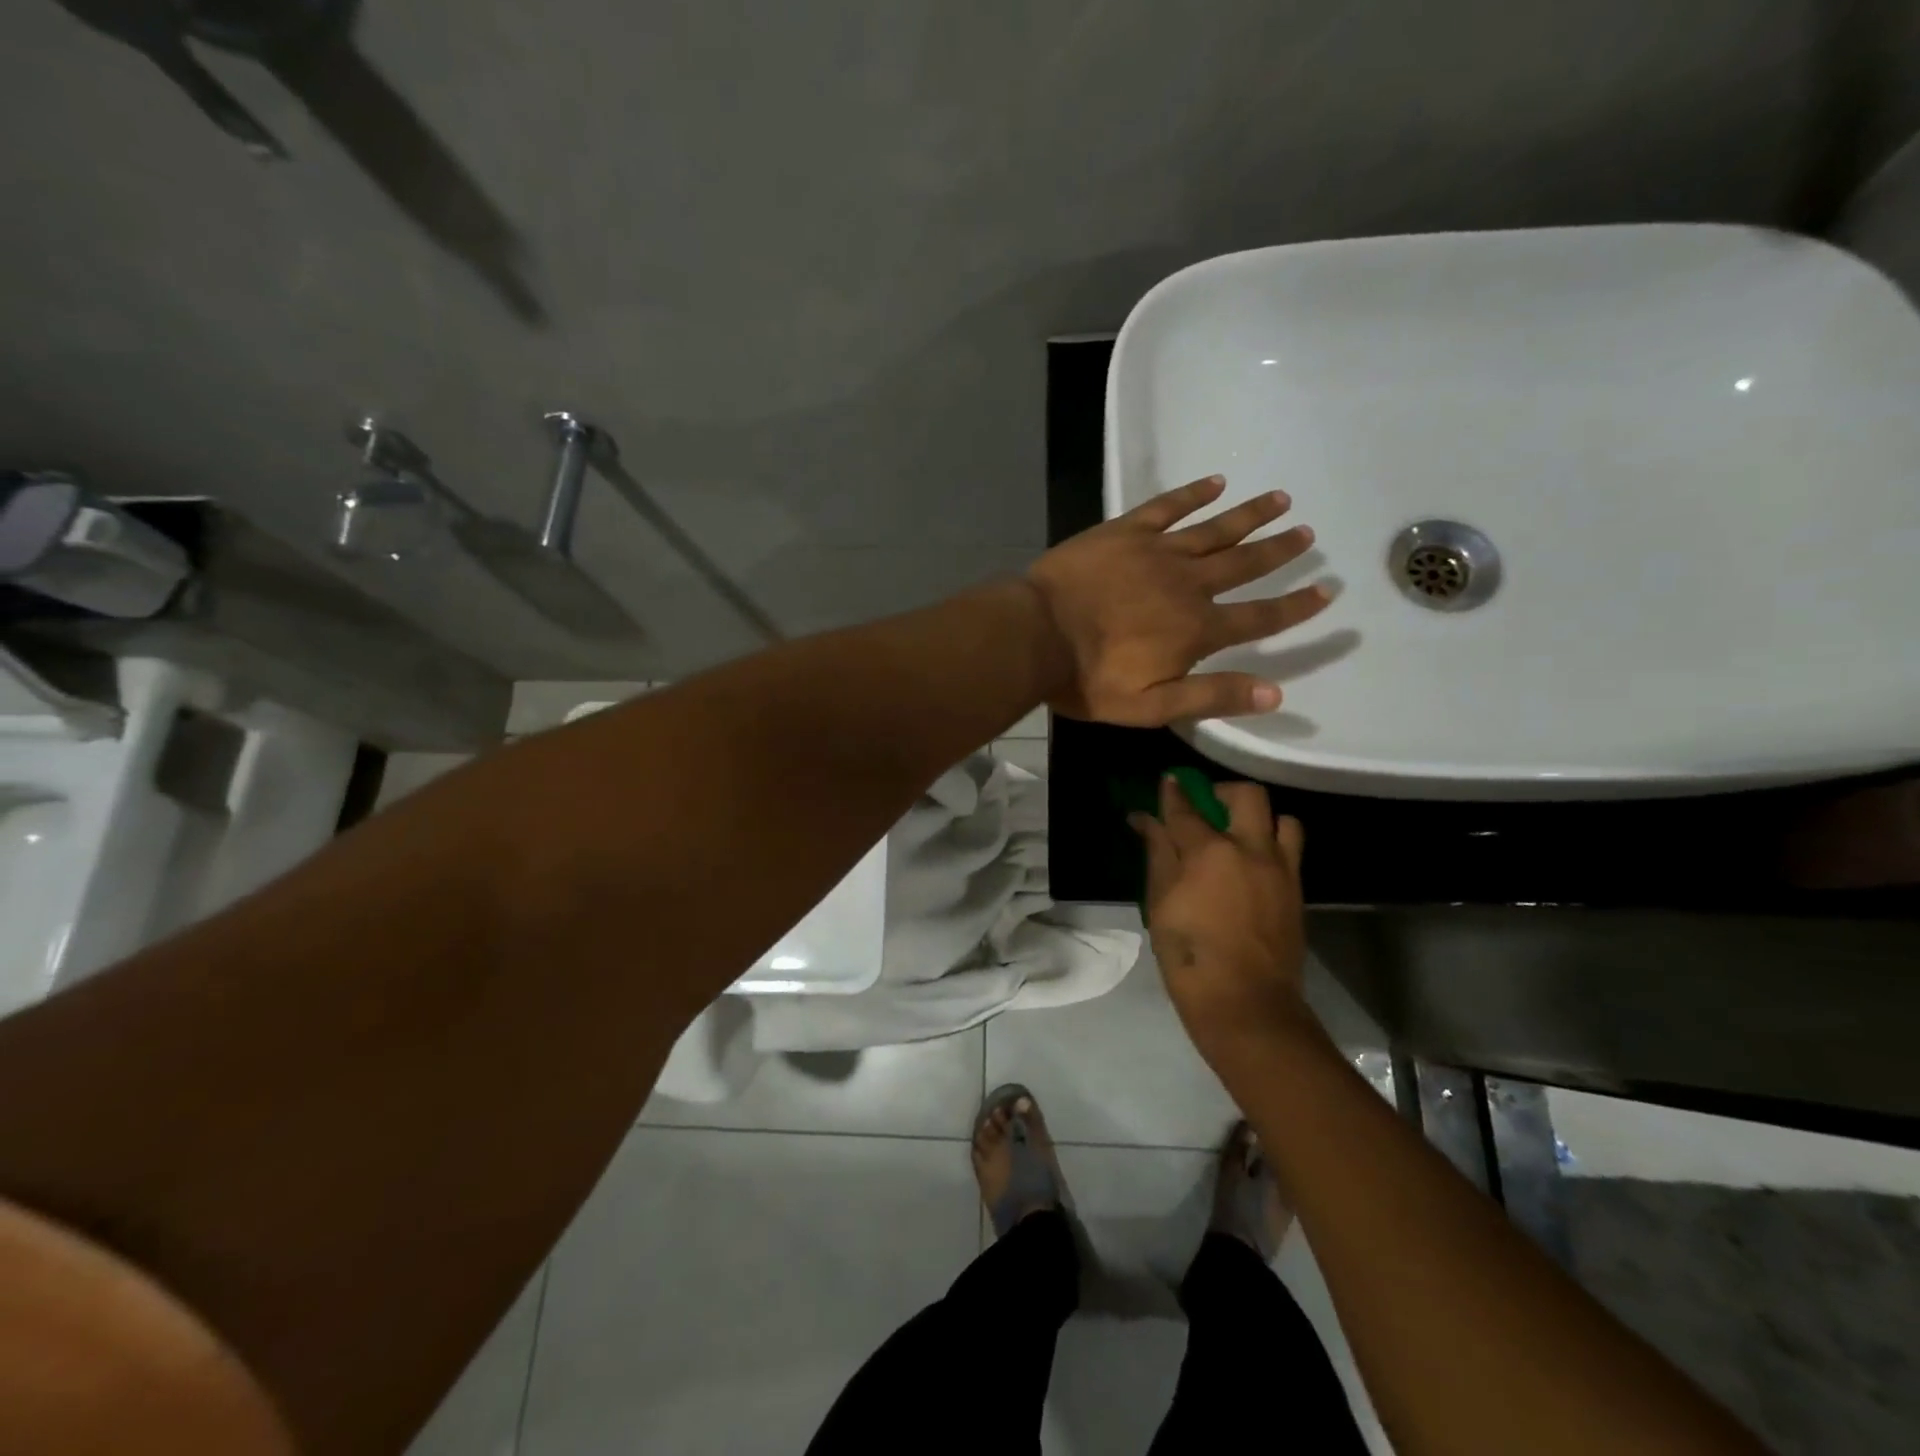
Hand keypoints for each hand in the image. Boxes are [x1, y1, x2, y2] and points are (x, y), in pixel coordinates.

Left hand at [1026, 475, 1328, 724]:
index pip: (1258, 618)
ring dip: (1249, 515)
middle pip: (1243, 564)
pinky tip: (1215, 481)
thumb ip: (1211, 696)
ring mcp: (1156, 552)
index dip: (1295, 608)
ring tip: (1281, 499)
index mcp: (1196, 629)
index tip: (1327, 591)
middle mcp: (1187, 585)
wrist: (1035, 636)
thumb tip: (1275, 694)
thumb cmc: (1089, 679)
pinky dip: (1192, 494)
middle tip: (1309, 533)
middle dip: (1278, 550)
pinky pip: (1167, 507)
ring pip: (1214, 529)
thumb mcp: (1151, 706)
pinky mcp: (1124, 532)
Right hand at [1129, 776, 1309, 1060]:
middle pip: (1245, 795)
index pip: (1186, 808)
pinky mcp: (1297, 890)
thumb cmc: (1189, 956)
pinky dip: (1273, 843)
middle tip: (1205, 808)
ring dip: (1258, 817)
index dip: (1173, 791)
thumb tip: (1145, 819)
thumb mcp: (1161, 903)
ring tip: (1238, 836)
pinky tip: (1253, 865)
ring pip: (1281, 818)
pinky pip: (1291, 849)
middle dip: (1221, 791)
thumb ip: (1158, 854)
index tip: (1168, 781)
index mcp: (1210, 852)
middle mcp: (1251, 849)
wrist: (1246, 1005)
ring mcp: (1281, 869)